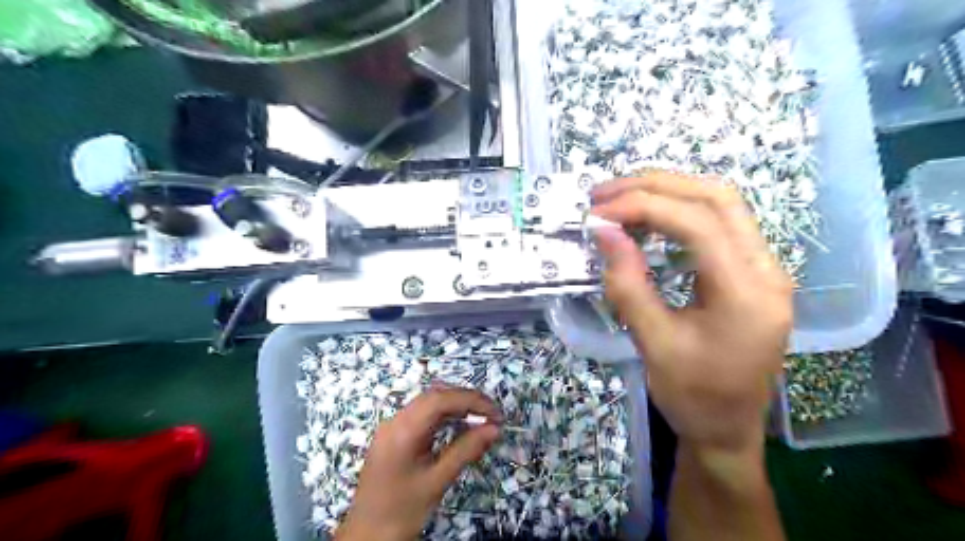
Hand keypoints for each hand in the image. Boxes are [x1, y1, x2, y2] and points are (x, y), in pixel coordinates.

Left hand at [336, 390, 500, 539]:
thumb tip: (494, 429)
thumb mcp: (437, 481)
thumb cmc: (402, 511)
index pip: (441, 399)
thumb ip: (466, 450)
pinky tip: (458, 425)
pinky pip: (421, 415)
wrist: (366, 536)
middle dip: (465, 400)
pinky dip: (443, 415)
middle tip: (491, 415)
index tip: (496, 414)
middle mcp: (395, 420)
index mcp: (402, 430)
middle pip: (434, 396)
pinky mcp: (392, 435)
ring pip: (428, 403)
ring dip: (455, 405)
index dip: (471, 400)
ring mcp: (391, 427)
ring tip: (480, 418)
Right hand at [597, 172, 790, 451]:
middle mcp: (766, 270)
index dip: (643, 207)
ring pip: (720, 204)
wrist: (727, 430)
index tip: (598, 213)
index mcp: (748, 294)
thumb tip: (603, 231)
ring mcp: (763, 269)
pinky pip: (717, 225)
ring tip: (619, 200)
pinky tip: (646, 221)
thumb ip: (628, 284)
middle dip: (655, 186)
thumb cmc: (692, 396)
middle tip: (604, 193)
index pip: (698, 224)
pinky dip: (677, 212)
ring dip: (667, 193)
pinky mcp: (750, 273)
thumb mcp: (654, 344)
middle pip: (716, 198)